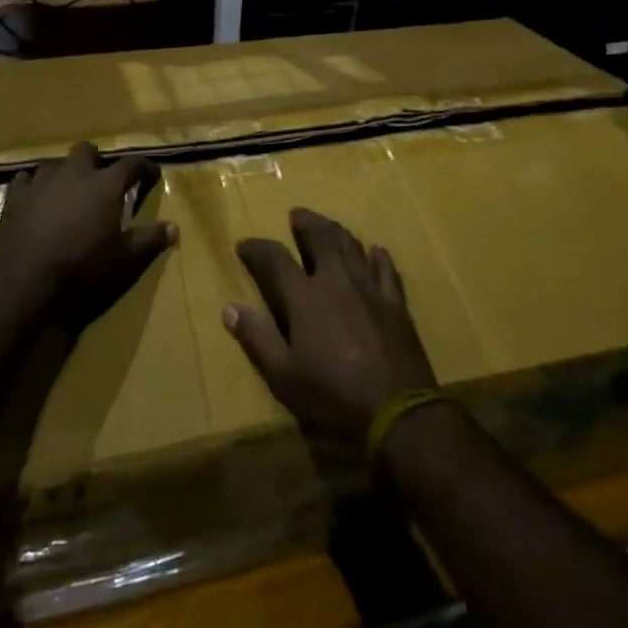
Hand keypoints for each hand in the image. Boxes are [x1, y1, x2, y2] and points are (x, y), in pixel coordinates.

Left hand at [0, 142, 174, 331]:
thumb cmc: (81, 267)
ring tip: (69, 189)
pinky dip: (34, 186)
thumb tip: (174, 228)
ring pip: (56, 163)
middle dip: (97, 161)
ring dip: (65, 172)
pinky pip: (25, 180)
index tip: (152, 174)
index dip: (144, 168)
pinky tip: (35, 198)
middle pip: (88, 151)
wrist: (22, 280)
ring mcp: (41, 181)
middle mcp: (74, 173)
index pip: (132, 164)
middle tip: (103, 179)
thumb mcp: (124, 259)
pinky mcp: (14, 197)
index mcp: (105, 184)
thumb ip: (149, 240)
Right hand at [224, 208, 437, 449]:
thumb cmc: (333, 396)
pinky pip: (386, 270)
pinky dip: (378, 257)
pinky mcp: (395, 304)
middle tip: (296, 215)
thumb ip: (258, 338)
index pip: (275, 259)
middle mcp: (336, 281)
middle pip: (321, 238)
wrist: (397, 413)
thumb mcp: (284, 376)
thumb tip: (231, 308)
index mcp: (305, 296)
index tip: (245, 245)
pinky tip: (376, 251)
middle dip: (306, 224)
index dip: (258, 249)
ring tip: (328, 226)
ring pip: (352, 247)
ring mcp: (370, 288)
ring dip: (336, 231)